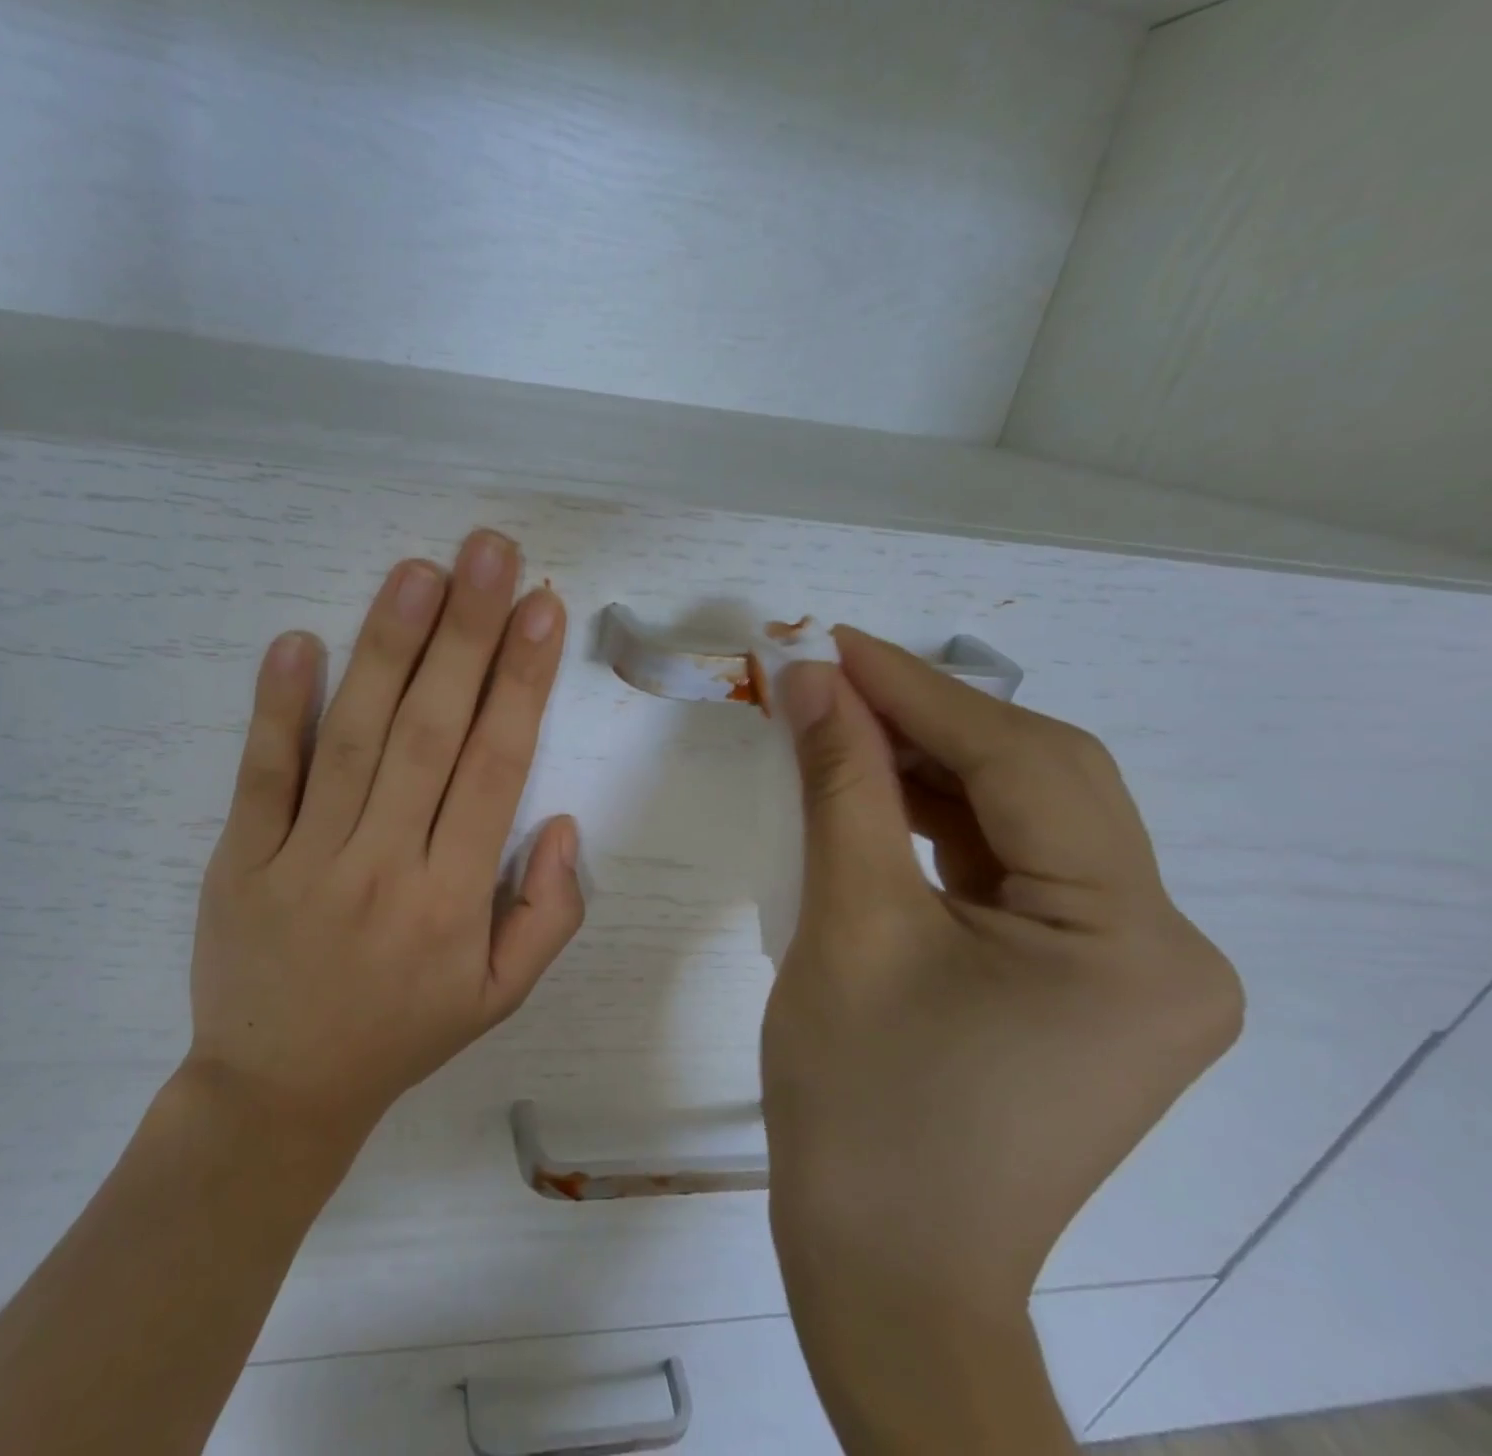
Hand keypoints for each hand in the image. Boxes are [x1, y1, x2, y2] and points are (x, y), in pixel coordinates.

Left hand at [185, 531, 584, 1157]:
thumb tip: (564, 822)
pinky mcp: (241, 860)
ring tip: (417, 571)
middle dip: (465, 633)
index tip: (542, 608)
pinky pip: (263, 776)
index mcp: (456, 899)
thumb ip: (551, 914)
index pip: (497, 767)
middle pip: (432, 732)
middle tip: (487, 551)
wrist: (278, 1094)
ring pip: (354, 738)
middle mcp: (385, 866)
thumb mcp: (502, 999)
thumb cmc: (402, 1034)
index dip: (522, 681)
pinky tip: (297, 642)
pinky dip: (277, 708)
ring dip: (387, 648)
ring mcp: (305, 859)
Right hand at [763, 627, 1243, 1314]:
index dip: (919, 691)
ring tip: (845, 728)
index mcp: (1132, 941)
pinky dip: (942, 827)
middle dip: (931, 722)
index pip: (1024, 767)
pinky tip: (879, 799)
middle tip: (834, 680)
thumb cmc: (862, 1105)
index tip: (834, 643)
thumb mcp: (847, 924)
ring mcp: (1131, 974)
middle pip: (1043, 787)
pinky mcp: (1082, 989)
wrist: (885, 1269)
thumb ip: (840, 787)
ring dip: (932, 769)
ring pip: (1026, 826)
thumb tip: (812, 683)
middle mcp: (1166, 949)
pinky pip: (1012, 875)